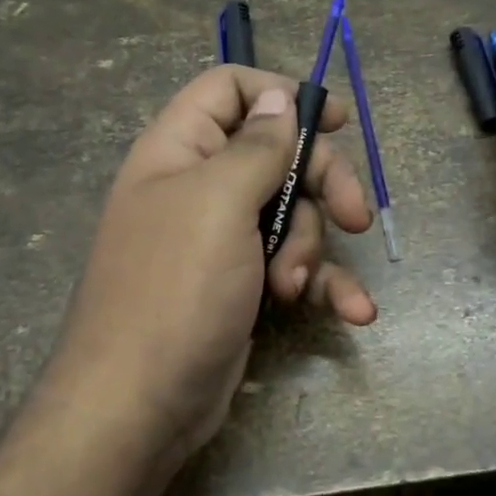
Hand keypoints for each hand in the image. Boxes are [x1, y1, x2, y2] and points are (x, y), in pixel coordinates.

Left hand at [45, 66, 376, 475]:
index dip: (281, 95)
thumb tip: (279, 99)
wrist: (139, 406)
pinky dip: (326, 286)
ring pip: (294, 215)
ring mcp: (223, 241)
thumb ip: (256, 146)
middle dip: (321, 184)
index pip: (230, 90)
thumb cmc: (175, 290)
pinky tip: (356, 312)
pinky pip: (296, 267)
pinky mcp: (244, 286)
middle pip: (279, 155)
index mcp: (181, 151)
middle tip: (354, 216)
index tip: (335, 122)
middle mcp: (201, 188)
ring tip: (297, 287)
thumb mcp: (218, 203)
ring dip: (313, 248)